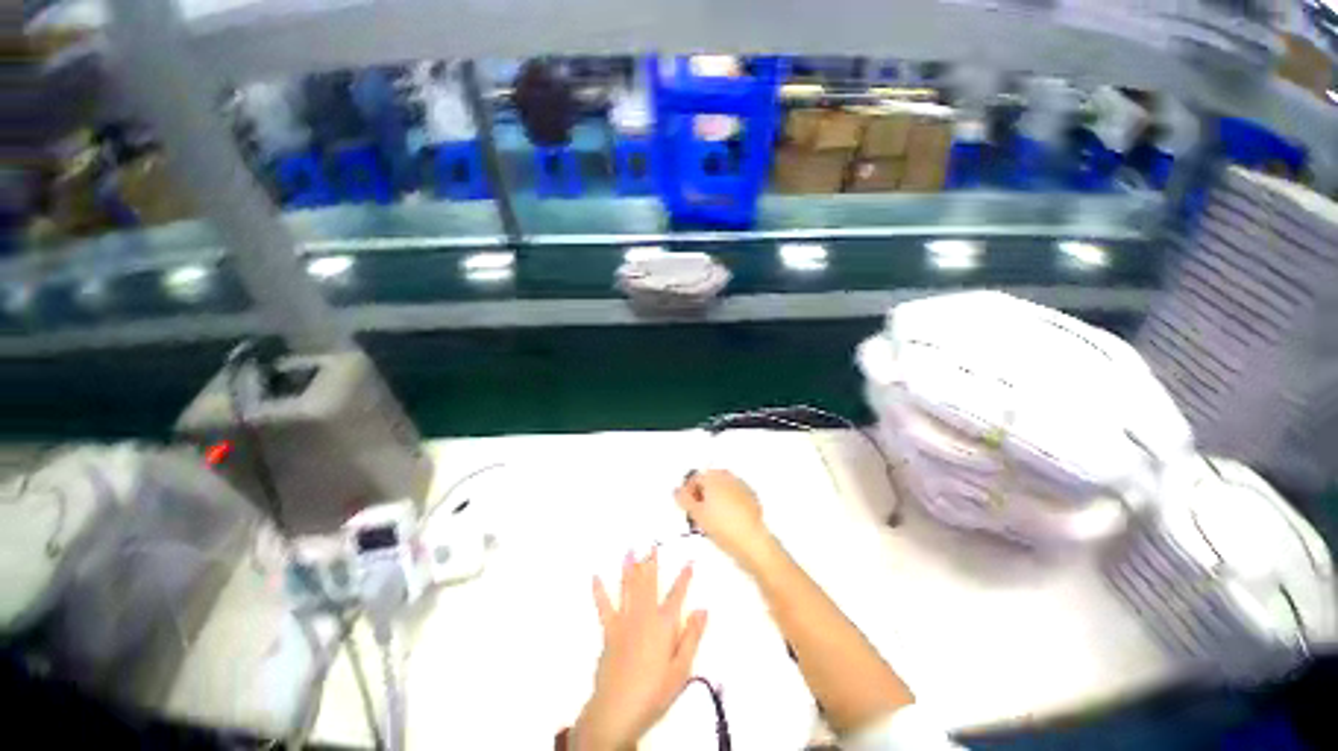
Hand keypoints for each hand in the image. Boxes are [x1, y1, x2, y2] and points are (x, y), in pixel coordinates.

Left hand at [574, 550, 706, 750]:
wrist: (618, 709)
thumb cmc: (655, 691)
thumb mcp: (682, 669)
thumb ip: (692, 636)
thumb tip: (702, 608)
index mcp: (664, 624)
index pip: (677, 595)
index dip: (684, 578)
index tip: (689, 562)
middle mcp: (644, 615)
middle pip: (650, 584)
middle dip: (652, 563)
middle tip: (652, 545)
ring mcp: (624, 620)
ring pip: (628, 588)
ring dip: (629, 568)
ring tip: (629, 550)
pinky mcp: (609, 630)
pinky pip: (604, 606)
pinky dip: (599, 591)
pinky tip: (595, 577)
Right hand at [676, 470, 774, 570]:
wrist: (752, 541)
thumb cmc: (721, 526)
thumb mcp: (697, 514)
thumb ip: (684, 500)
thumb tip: (676, 491)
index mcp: (714, 477)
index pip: (695, 478)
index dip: (688, 492)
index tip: (686, 507)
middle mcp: (728, 477)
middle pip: (709, 481)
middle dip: (701, 494)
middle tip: (697, 513)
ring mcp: (741, 486)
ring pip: (721, 488)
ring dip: (713, 498)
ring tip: (710, 518)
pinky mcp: (751, 497)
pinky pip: (733, 495)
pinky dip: (726, 503)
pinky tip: (726, 520)